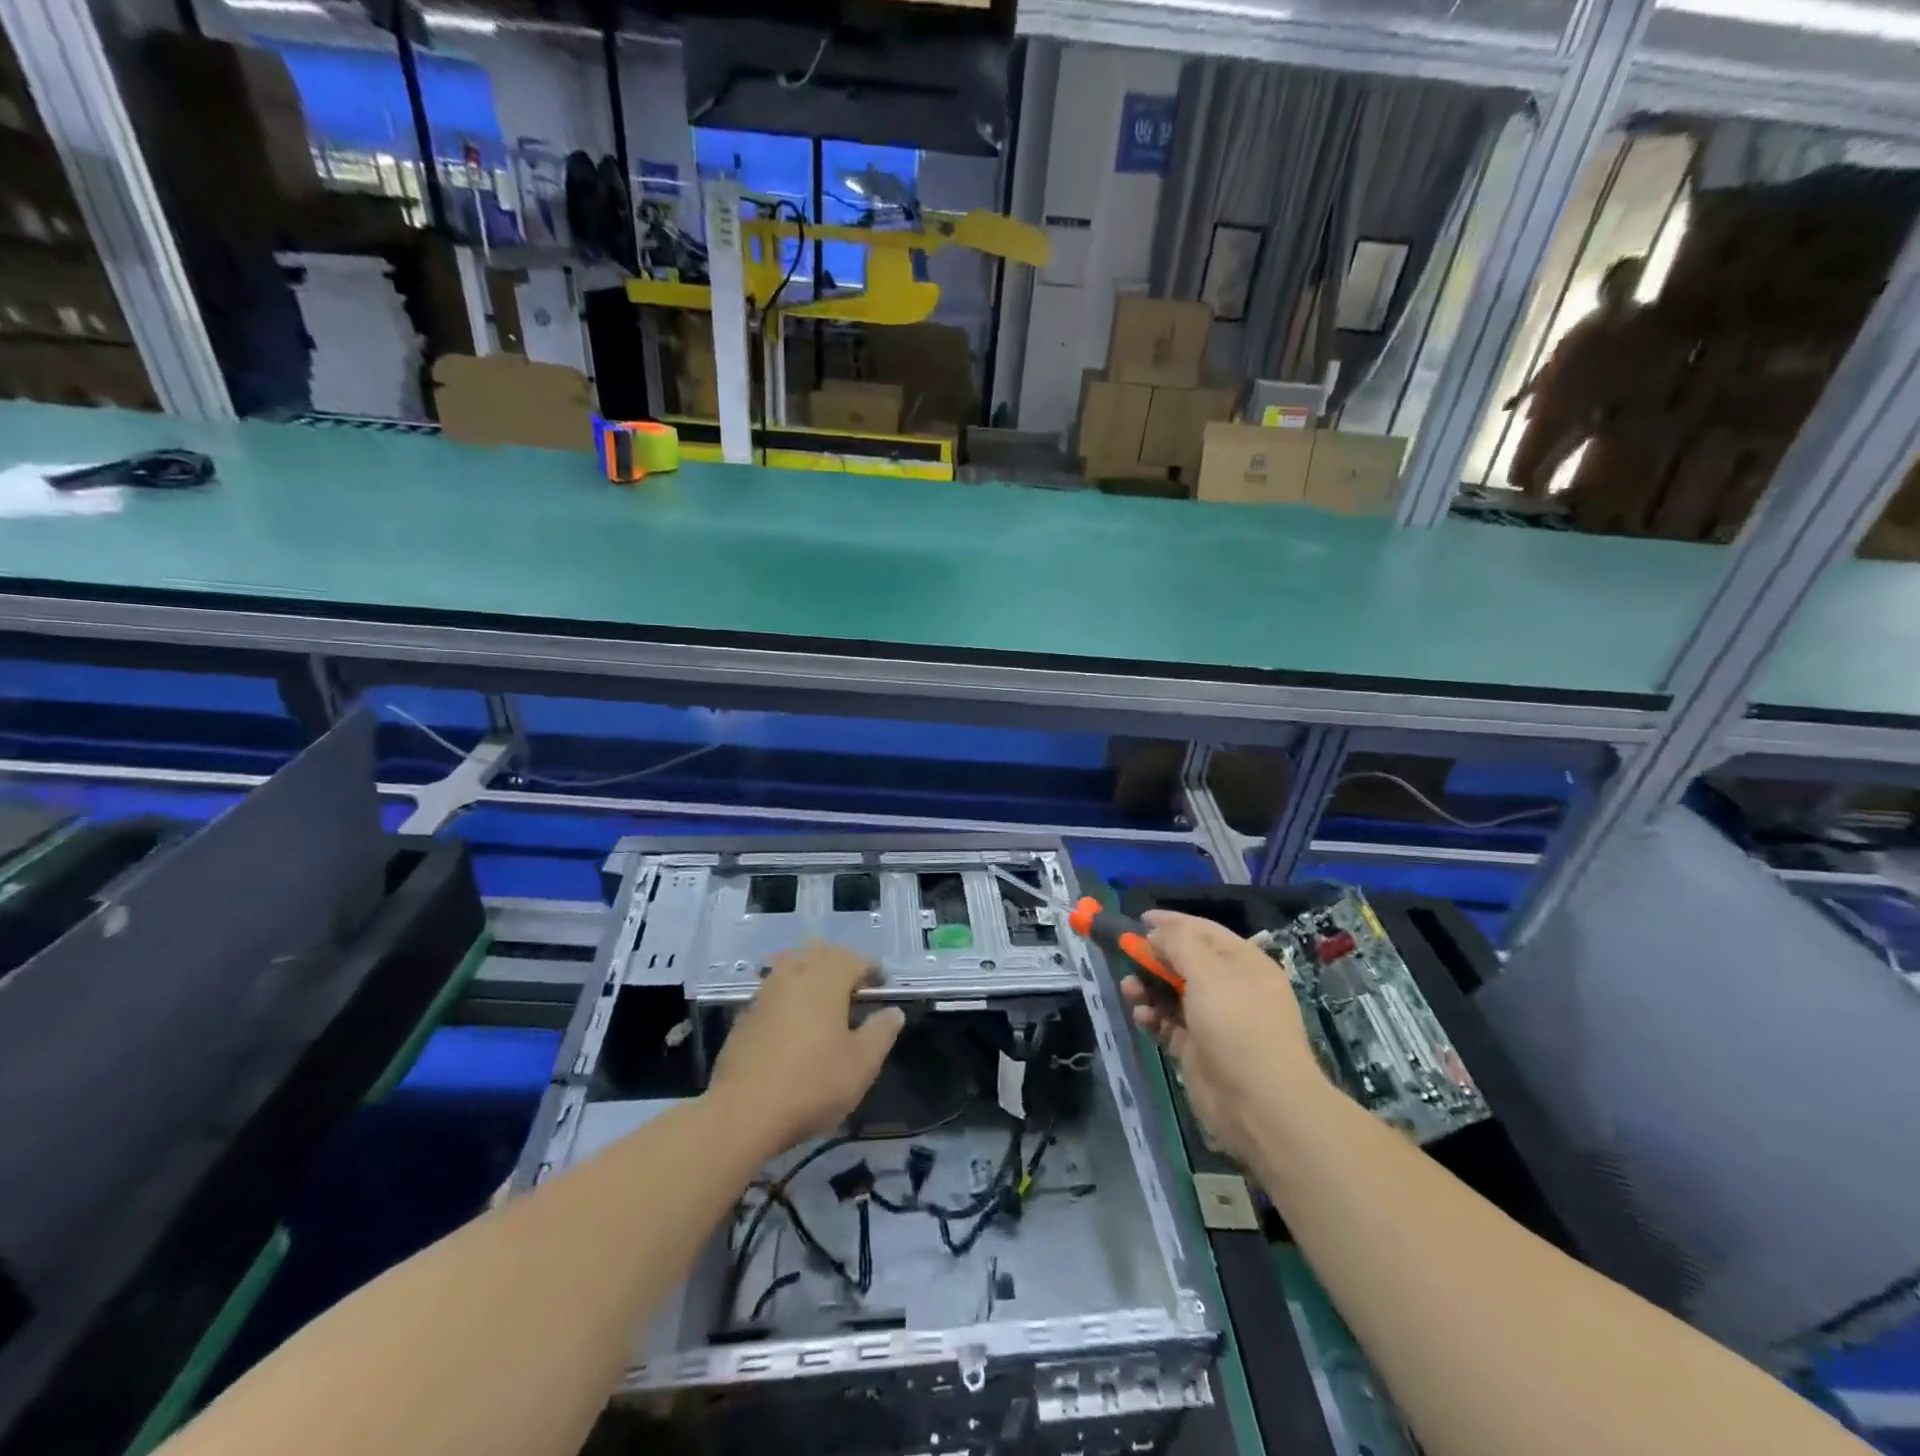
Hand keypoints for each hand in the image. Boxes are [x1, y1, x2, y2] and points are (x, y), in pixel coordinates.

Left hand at [706, 945, 904, 1155]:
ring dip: (811, 972)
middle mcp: (795, 974)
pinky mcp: (745, 1014)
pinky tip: (792, 1020)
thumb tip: (893, 1012)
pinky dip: (788, 994)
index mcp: (827, 979)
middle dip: (840, 963)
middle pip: (820, 952)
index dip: (872, 969)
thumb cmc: (812, 1083)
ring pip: (792, 964)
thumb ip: (881, 1032)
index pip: (855, 958)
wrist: (743, 1112)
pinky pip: (773, 988)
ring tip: (822, 998)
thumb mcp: (862, 1063)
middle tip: (854, 988)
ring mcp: (766, 992)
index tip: (882, 987)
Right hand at [1122, 911, 1325, 1163]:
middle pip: (1184, 962)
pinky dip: (1153, 1017)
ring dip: (1148, 988)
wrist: (1261, 1104)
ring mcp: (1214, 1021)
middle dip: (1154, 958)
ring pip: (1172, 993)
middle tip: (1127, 957)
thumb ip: (1178, 943)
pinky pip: (1168, 1024)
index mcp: (1243, 963)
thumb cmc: (1238, 1025)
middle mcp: (1230, 988)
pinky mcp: (1198, 1049)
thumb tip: (1156, 933)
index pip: (1204, 931)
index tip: (1139, 919)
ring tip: (1130, 990)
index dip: (1172, 922)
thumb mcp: (1208, 972)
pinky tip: (1142, 1017)